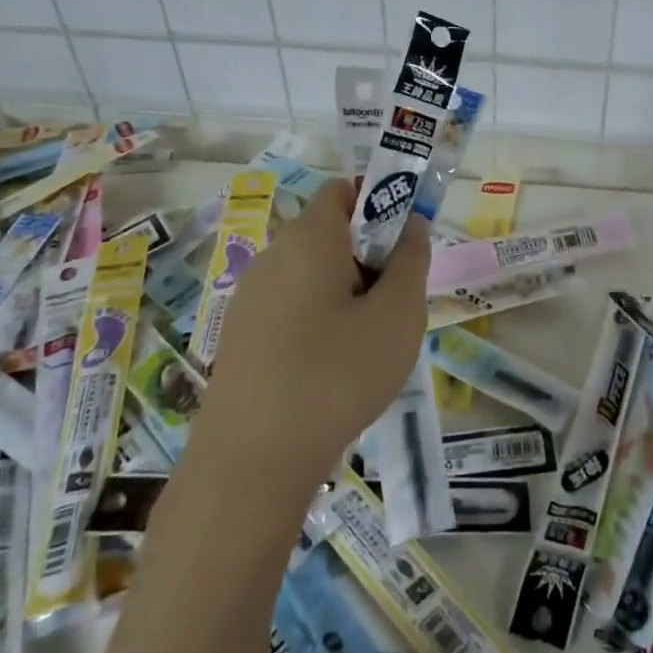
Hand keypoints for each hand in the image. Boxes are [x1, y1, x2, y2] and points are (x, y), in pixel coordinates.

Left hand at [191, 179, 428, 494]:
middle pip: (329, 232)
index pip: (343, 190)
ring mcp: (250, 296)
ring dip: (347, 289)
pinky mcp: (241, 334)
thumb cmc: (336, 377)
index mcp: (309, 239)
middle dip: (369, 254)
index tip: (405, 243)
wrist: (251, 463)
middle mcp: (273, 255)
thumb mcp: (397, 316)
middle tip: (396, 300)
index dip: (379, 201)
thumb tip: (410, 225)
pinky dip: (320, 316)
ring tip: (369, 340)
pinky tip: (333, 366)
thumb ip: (411, 260)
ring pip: (312, 272)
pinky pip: (291, 304)